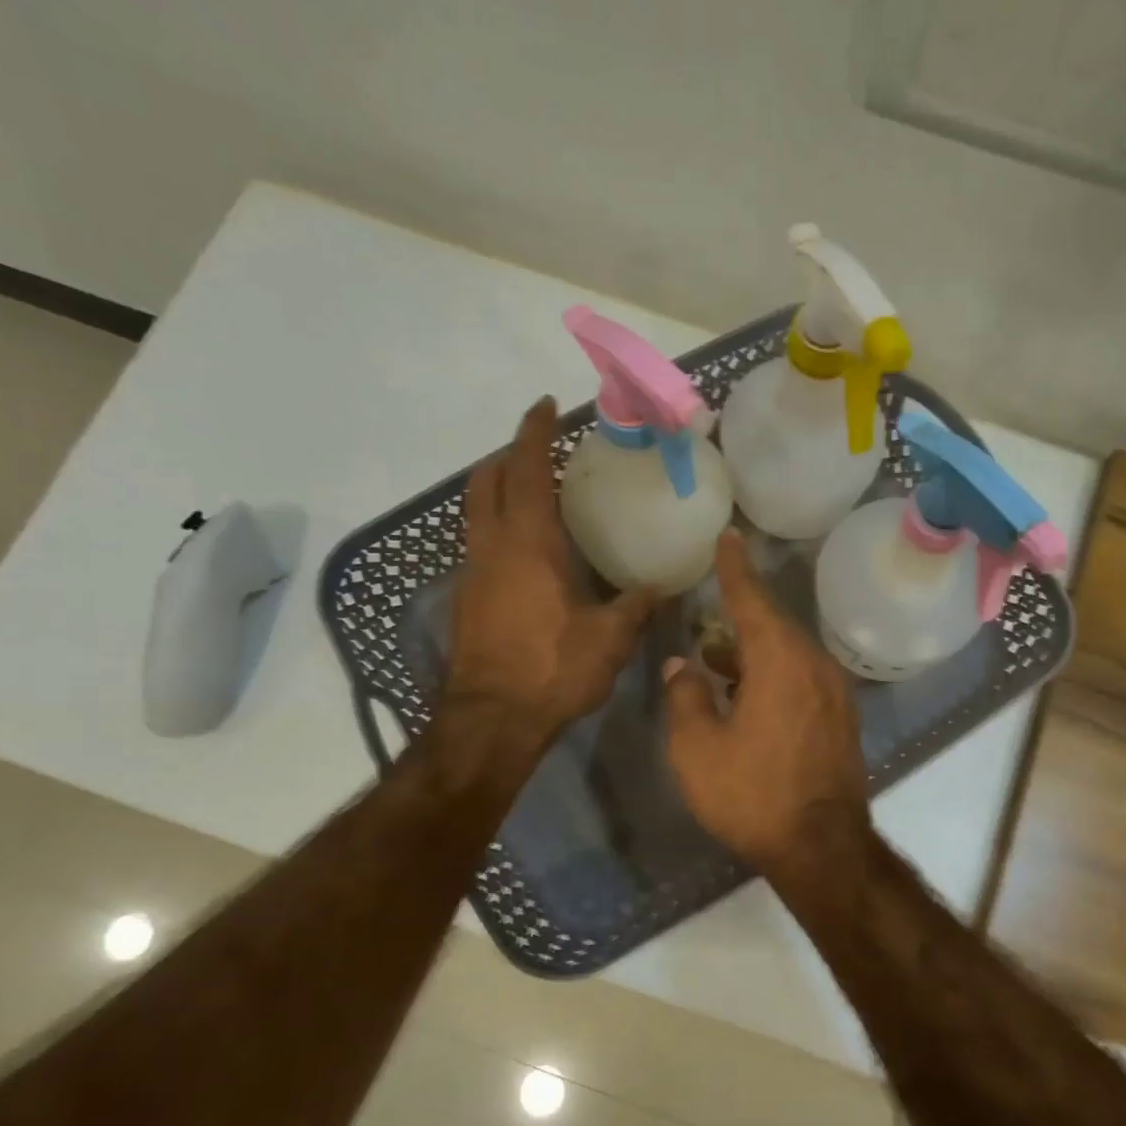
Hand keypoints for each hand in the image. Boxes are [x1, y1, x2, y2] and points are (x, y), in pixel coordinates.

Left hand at [445, 398, 653, 753]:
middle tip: (536, 452)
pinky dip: (497, 530)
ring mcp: (472, 574)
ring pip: (475, 514)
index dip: (533, 433)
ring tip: (532, 497)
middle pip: (485, 482)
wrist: (492, 719)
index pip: (525, 470)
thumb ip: (635, 607)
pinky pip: (478, 546)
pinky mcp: (466, 601)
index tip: (544, 406)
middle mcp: (492, 547)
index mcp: (528, 543)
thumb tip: (660, 590)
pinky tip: (524, 554)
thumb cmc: (553, 669)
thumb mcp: (610, 639)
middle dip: (506, 457)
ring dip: (496, 493)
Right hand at [663, 530, 870, 879]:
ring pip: (788, 654)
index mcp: (780, 660)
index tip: (728, 537)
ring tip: (716, 659)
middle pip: (773, 626)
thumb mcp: (697, 749)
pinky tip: (748, 695)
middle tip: (710, 610)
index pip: (753, 599)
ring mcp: (834, 692)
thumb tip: (681, 665)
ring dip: (753, 652)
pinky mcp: (841, 718)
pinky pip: (802, 678)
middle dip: (739, 618)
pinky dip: (773, 675)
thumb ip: (685, 697)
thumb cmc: (753, 795)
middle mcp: (814, 664)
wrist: (821, 847)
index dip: (735, 568)